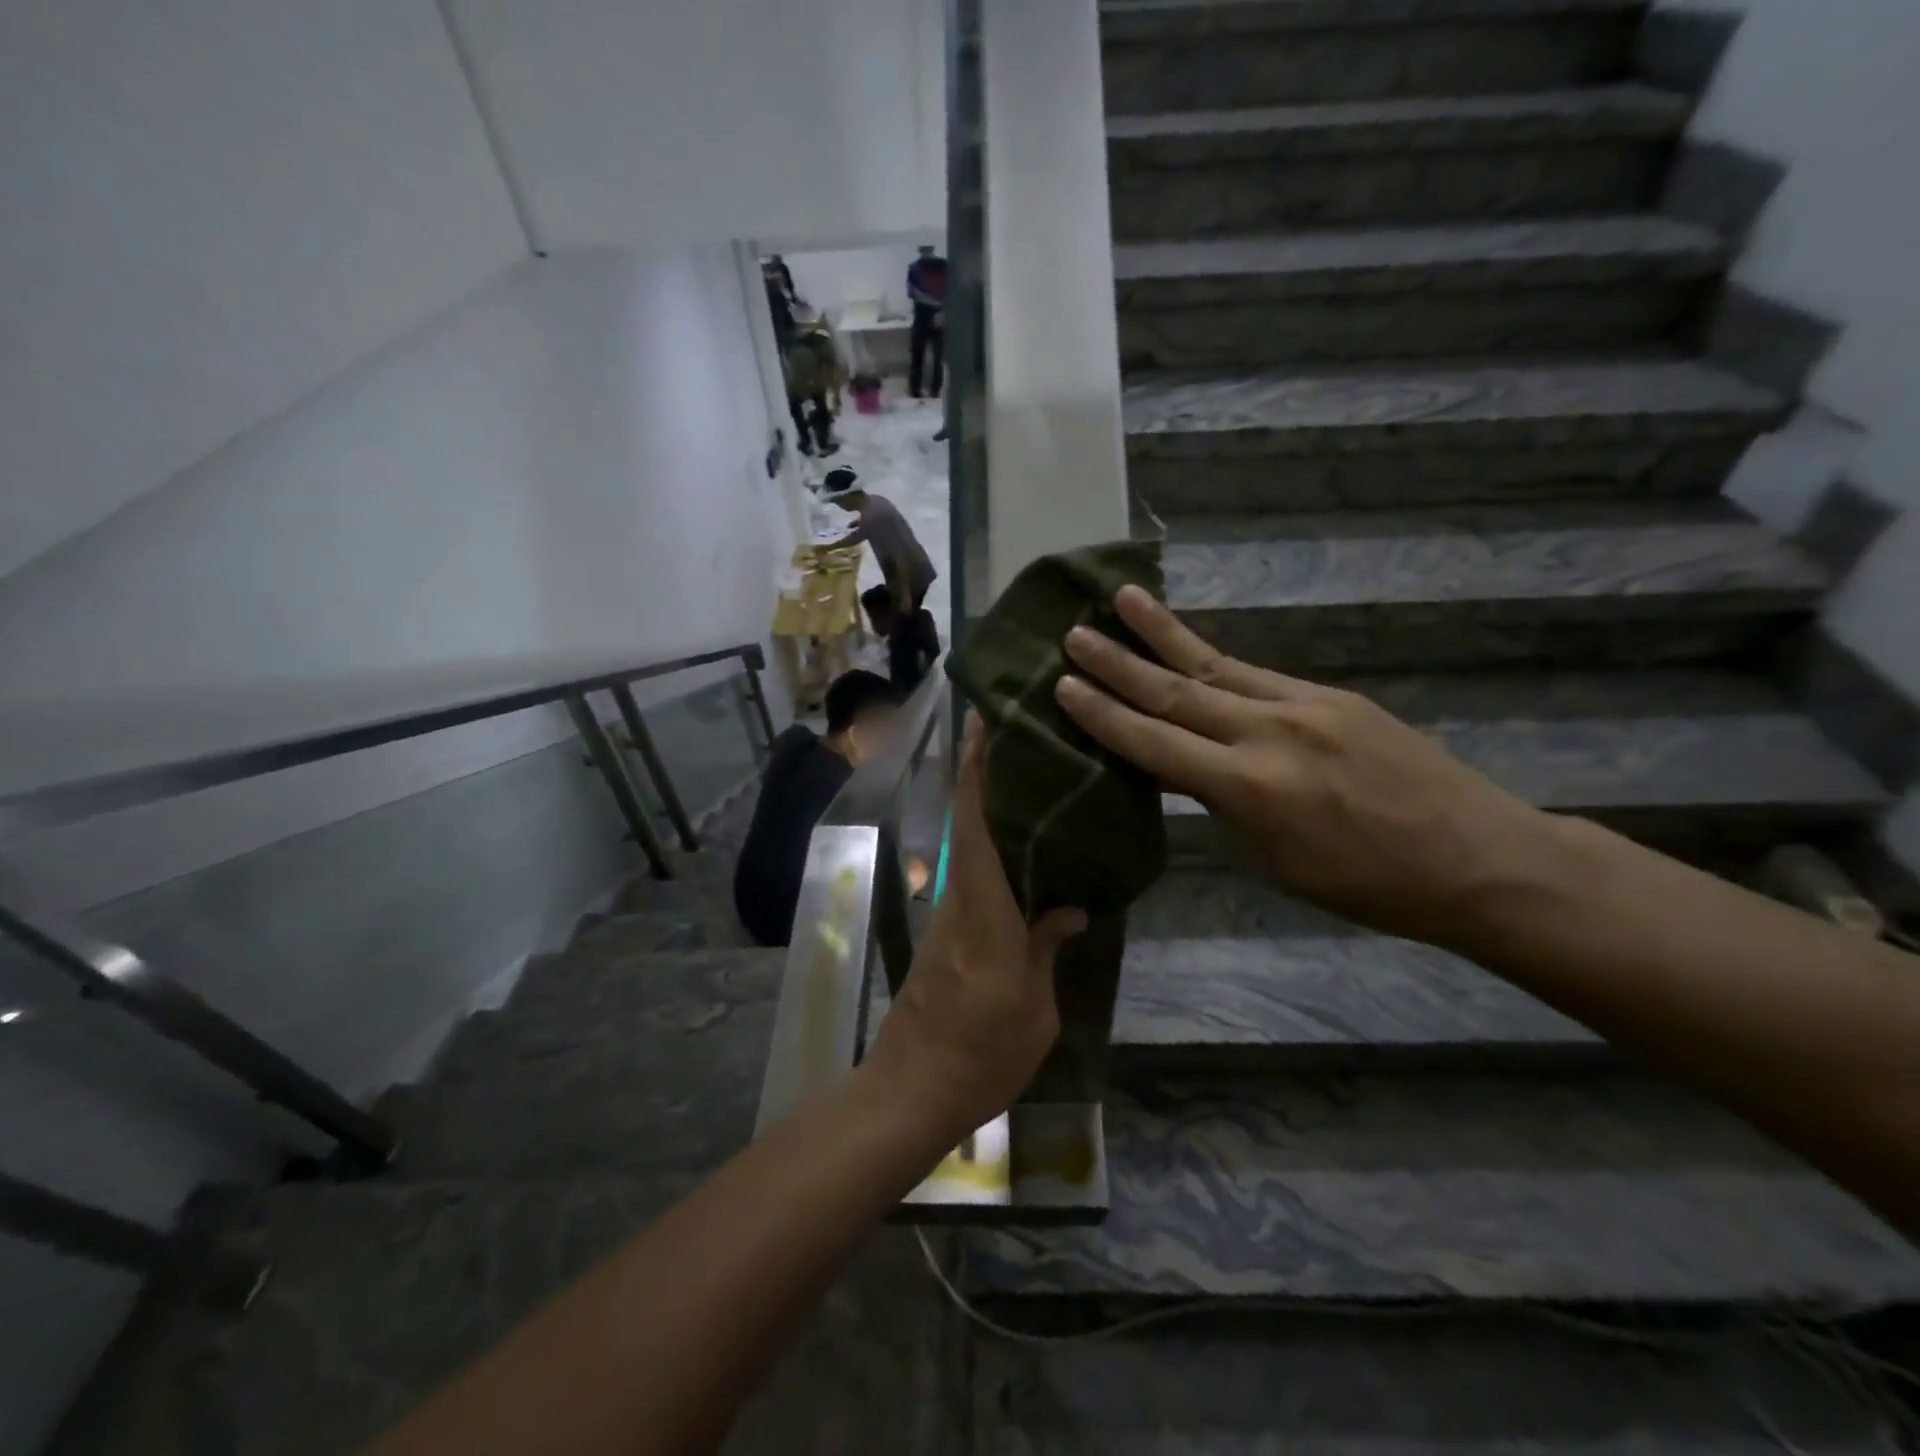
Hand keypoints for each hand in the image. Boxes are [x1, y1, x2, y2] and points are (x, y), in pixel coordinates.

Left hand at [864, 716, 1086, 1139]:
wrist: (912, 1090)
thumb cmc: (981, 1053)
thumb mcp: (1034, 1008)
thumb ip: (1047, 947)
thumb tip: (1070, 906)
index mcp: (984, 908)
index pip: (975, 823)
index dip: (977, 769)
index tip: (984, 722)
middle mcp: (961, 898)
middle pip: (969, 821)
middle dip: (986, 773)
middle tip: (1022, 734)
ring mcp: (950, 915)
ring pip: (971, 845)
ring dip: (991, 805)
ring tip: (1036, 778)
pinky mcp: (948, 933)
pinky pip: (975, 875)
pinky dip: (995, 847)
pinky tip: (1028, 848)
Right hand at [1055, 586, 1553, 948]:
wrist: (1478, 857)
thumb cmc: (1369, 885)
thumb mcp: (1277, 860)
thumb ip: (1224, 806)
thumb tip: (1185, 772)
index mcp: (1249, 787)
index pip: (1155, 744)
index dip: (1104, 715)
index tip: (1063, 685)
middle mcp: (1268, 732)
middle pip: (1176, 691)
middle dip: (1118, 663)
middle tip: (1073, 633)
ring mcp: (1303, 705)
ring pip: (1214, 664)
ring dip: (1162, 633)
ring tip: (1121, 598)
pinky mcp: (1331, 695)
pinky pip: (1256, 673)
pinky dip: (1213, 658)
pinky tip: (1190, 645)